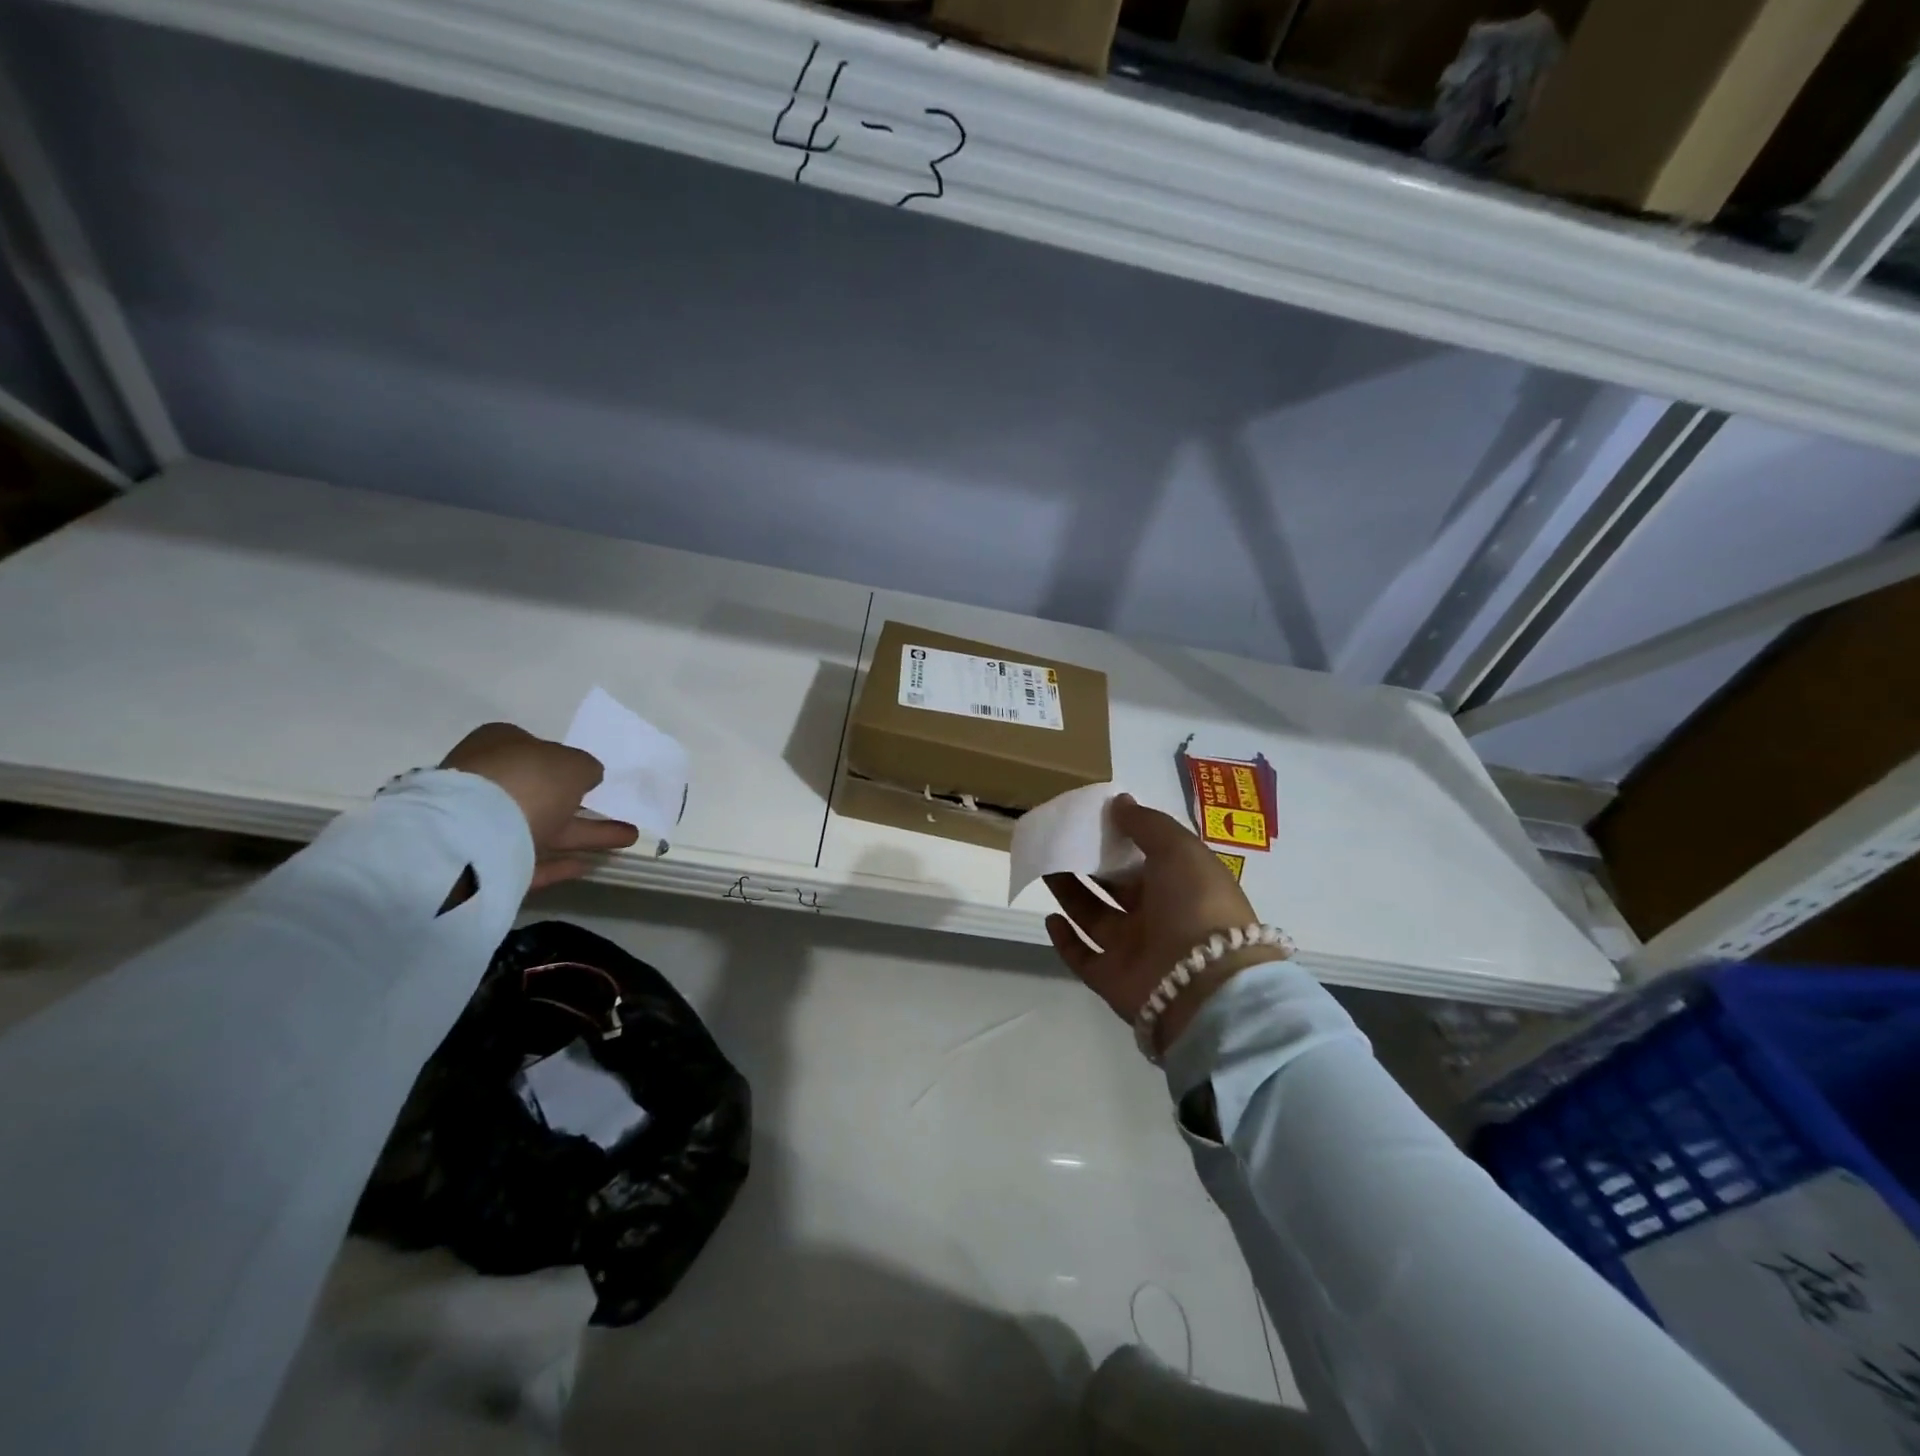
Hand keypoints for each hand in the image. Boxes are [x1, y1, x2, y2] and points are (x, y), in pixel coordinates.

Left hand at [440, 722, 639, 890]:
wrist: (473, 833)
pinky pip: (532, 860)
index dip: (564, 761)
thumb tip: (588, 776)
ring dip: (586, 833)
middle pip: (542, 792)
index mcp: (500, 746)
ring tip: (628, 839)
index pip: (535, 749)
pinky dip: (559, 863)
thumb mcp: (574, 763)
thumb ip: (586, 767)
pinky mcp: (487, 861)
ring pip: (544, 827)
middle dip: (580, 802)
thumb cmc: (528, 780)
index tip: (591, 778)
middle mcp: (489, 781)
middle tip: (615, 808)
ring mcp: (484, 823)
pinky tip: (588, 865)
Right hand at [1044, 795, 1286, 1053]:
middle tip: (1059, 840)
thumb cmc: (1195, 904)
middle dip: (1089, 863)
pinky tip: (1050, 917)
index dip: (1122, 837)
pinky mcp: (1111, 979)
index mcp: (1180, 884)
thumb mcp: (1179, 849)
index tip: (1093, 818)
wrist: (1204, 983)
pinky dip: (1064, 940)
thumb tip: (1119, 801)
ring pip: (1094, 916)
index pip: (1146, 857)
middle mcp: (1157, 916)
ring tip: (1045, 866)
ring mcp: (1134, 950)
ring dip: (1069, 892)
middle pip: (1116, 886)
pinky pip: (1082, 957)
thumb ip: (1146, 824)